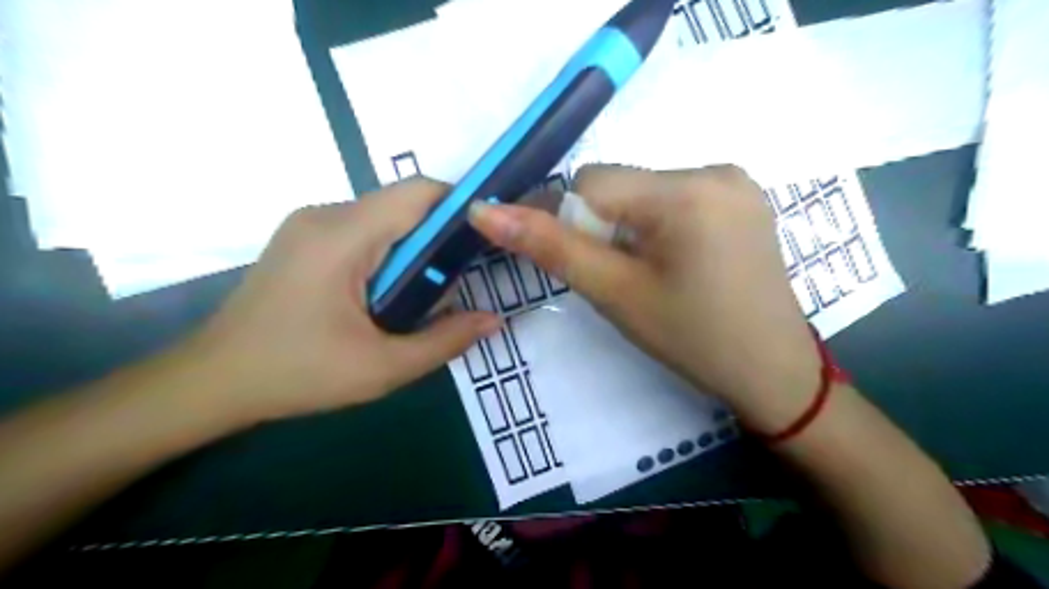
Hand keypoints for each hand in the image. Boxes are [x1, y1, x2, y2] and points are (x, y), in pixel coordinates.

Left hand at [186, 178, 501, 425]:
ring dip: (413, 249)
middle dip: (438, 238)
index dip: (460, 206)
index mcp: (342, 237)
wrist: (213, 381)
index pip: (418, 193)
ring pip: (385, 218)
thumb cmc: (296, 374)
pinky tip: (387, 294)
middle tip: (453, 285)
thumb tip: (494, 320)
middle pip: (404, 205)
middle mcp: (325, 215)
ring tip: (419, 297)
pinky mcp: (305, 238)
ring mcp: (310, 223)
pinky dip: (390, 253)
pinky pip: (364, 230)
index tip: (486, 240)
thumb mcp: (382, 368)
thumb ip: (445, 341)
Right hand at [471, 164, 823, 433]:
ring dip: (630, 226)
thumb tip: (484, 211)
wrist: (772, 371)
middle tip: (623, 277)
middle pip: (622, 184)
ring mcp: (736, 181)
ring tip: (653, 274)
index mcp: (686, 191)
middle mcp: (715, 169)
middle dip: (604, 226)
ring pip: (646, 191)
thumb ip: (550, 247)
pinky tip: (679, 262)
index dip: (572, 222)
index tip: (586, 265)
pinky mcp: (744, 198)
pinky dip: (659, 224)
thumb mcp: (615, 294)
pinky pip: (677, 198)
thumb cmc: (691, 338)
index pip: (592, 182)